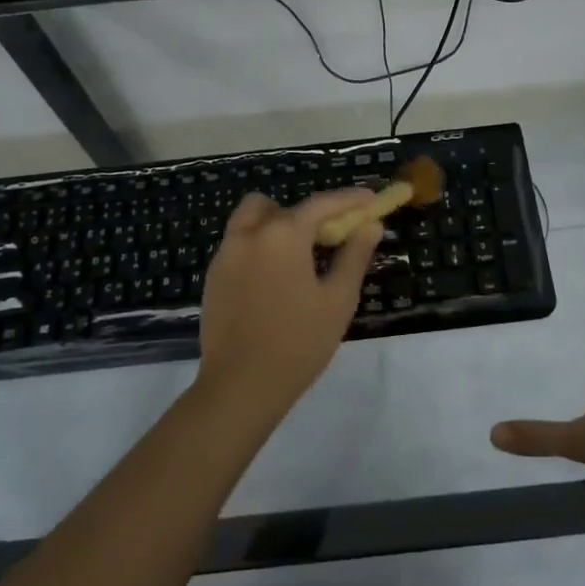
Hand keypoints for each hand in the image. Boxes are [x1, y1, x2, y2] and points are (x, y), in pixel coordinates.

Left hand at [196, 188, 381, 419]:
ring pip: (252, 219)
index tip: (371, 200)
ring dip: (277, 224)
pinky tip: (275, 279)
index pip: (321, 204)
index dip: (349, 199)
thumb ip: (355, 255)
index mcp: (282, 235)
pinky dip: (260, 246)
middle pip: (280, 206)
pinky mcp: (213, 276)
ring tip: (299, 256)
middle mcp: (250, 234)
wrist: (240, 386)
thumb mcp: (338, 299)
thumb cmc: (298, 342)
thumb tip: (370, 225)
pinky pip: (239, 244)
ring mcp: (226, 254)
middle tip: (330, 237)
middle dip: (307, 214)